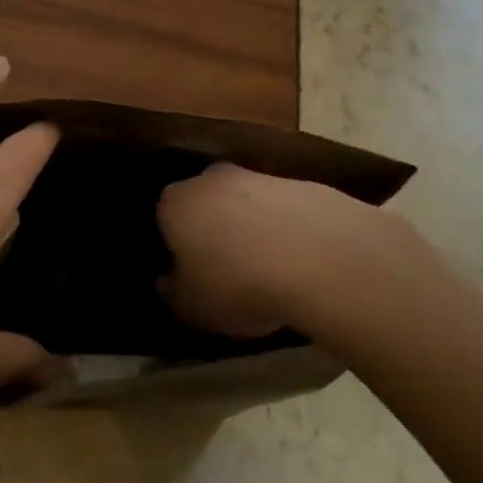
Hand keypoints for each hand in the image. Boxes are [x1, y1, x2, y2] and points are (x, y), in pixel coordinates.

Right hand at [157, 163, 439, 341]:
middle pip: (206, 202)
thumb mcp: (193, 306)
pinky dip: (288, 229)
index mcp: (175, 203)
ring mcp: (260, 176)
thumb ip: (174, 292)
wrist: (318, 256)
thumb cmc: (237, 284)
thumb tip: (167, 281)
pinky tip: (301, 261)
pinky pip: (285, 210)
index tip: (188, 273)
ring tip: (269, 270)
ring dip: (253, 228)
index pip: (164, 218)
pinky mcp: (303, 183)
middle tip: (226, 269)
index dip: (175, 246)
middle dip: (213, 228)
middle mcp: (211, 178)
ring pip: (247, 203)